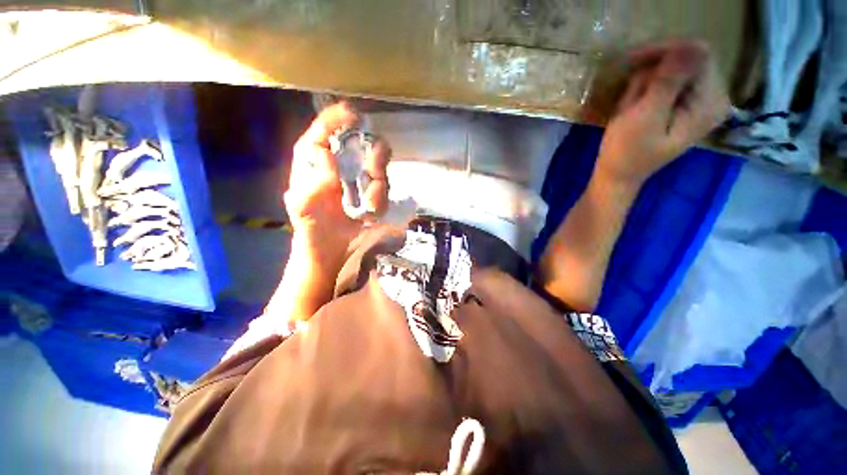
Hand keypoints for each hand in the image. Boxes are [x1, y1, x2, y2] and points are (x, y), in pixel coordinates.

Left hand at [284, 102, 390, 251]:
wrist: (330, 244)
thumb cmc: (311, 223)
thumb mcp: (303, 205)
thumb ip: (312, 182)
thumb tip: (327, 155)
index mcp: (315, 157)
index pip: (327, 127)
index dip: (340, 117)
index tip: (355, 117)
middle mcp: (341, 162)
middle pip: (363, 141)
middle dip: (374, 153)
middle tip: (374, 169)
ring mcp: (359, 176)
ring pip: (379, 164)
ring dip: (379, 183)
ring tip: (370, 204)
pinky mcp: (373, 191)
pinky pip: (384, 188)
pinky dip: (380, 200)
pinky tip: (370, 213)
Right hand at [597, 40, 729, 187]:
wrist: (618, 175)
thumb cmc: (627, 152)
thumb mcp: (645, 118)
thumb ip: (669, 83)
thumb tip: (689, 46)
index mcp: (710, 103)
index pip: (697, 55)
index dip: (666, 51)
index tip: (633, 60)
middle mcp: (714, 98)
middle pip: (687, 60)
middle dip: (654, 73)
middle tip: (630, 98)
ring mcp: (700, 101)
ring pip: (674, 69)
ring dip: (646, 83)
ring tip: (631, 108)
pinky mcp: (686, 105)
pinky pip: (668, 80)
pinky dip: (647, 88)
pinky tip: (636, 106)